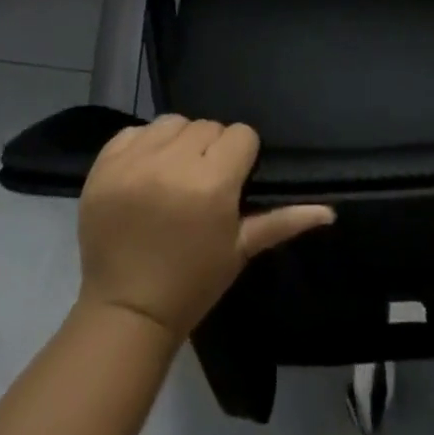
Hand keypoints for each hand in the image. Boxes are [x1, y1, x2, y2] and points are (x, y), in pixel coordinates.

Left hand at [76, 115, 334, 339]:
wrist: (126, 312)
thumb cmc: (193, 282)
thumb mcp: (241, 249)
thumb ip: (284, 220)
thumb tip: (329, 210)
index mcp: (211, 184)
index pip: (240, 135)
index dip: (240, 157)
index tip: (231, 182)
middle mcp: (173, 164)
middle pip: (207, 126)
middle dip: (210, 149)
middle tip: (201, 184)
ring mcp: (134, 163)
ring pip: (173, 122)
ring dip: (178, 142)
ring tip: (173, 174)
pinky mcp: (104, 167)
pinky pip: (134, 132)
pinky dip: (142, 146)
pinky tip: (145, 173)